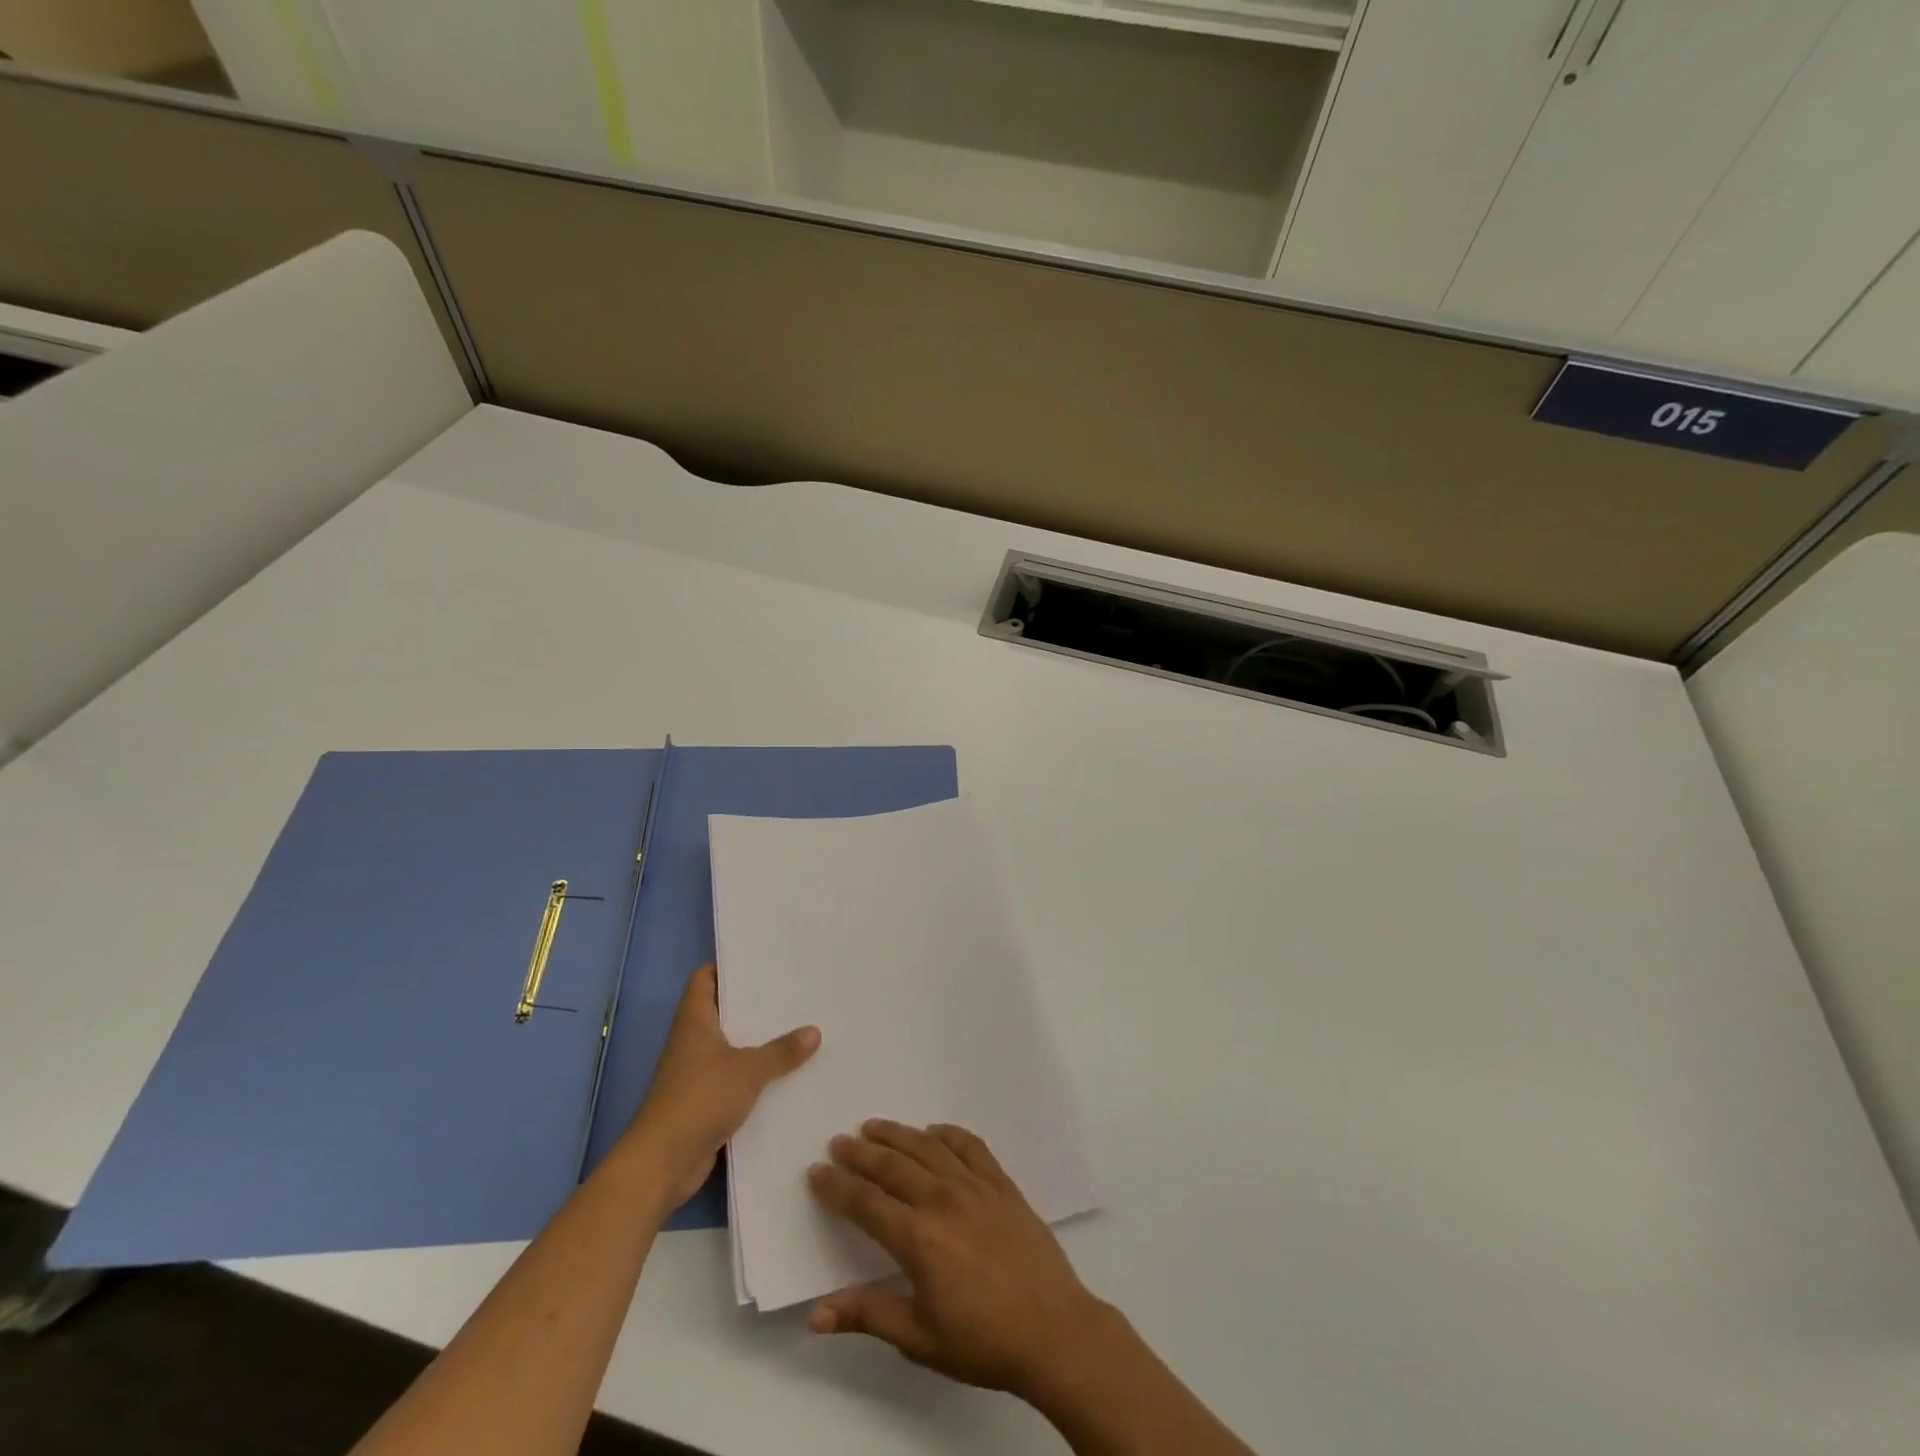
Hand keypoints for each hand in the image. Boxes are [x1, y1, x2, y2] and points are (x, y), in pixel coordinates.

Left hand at [623, 964, 819, 1208]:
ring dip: (755, 1041)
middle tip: (789, 993)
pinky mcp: (702, 1101)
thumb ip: (781, 1051)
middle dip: (751, 1004)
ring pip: (729, 1046)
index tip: (759, 961)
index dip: (725, 967)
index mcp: (694, 1021)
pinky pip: (732, 1078)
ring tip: (794, 1028)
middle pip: (720, 1011)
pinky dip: (752, 1075)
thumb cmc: (700, 1099)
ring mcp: (694, 1072)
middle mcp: (691, 1041)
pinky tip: (782, 1075)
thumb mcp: (749, 1070)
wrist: (663, 1162)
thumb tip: (813, 1031)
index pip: (703, 979)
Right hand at [806, 1121, 1112, 1398]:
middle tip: (840, 1140)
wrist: (1052, 1330)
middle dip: (861, 1152)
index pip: (865, 1204)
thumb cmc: (982, 1340)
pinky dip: (948, 1133)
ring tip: (874, 1126)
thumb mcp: (919, 1338)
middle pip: (892, 1165)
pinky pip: (970, 1145)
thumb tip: (816, 1314)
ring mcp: (974, 1186)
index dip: (837, 1187)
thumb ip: (868, 1315)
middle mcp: (942, 1200)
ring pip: (927, 1147)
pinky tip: (934, 1131)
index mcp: (918, 1238)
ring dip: (897, 1134)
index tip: (817, 1171)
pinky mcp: (1001, 1182)